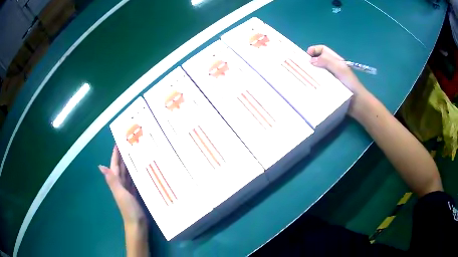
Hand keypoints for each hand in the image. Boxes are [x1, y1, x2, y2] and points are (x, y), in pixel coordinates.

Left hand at [98, 146, 145, 224]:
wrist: (137, 224)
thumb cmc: (128, 209)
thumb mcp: (120, 193)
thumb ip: (112, 180)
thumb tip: (100, 166)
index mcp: (117, 183)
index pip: (115, 166)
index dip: (115, 155)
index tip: (118, 143)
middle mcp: (121, 185)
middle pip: (121, 168)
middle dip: (123, 157)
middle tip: (129, 146)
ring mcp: (128, 190)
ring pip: (127, 174)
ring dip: (129, 165)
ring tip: (135, 154)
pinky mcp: (135, 195)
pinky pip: (133, 181)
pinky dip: (135, 175)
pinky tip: (138, 171)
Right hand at [307, 45, 365, 94]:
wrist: (357, 103)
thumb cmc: (350, 84)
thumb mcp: (340, 69)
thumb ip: (326, 62)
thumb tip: (310, 60)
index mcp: (336, 61)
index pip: (323, 50)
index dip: (314, 49)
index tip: (306, 55)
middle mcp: (333, 67)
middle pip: (319, 60)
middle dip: (310, 61)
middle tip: (302, 67)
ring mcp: (331, 78)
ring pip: (318, 71)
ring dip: (311, 72)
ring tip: (304, 76)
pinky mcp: (330, 88)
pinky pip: (320, 82)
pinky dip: (314, 82)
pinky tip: (310, 86)